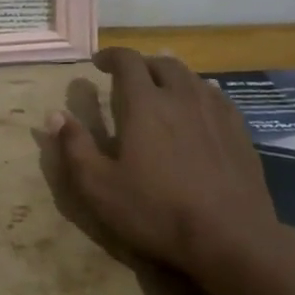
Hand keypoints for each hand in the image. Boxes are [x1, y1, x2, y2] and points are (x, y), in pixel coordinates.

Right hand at [50, 47, 280, 275]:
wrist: (232, 239)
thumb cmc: (158, 211)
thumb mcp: (100, 187)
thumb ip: (75, 147)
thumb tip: (55, 115)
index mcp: (145, 103)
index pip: (127, 60)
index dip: (111, 56)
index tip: (98, 63)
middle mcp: (181, 97)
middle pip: (162, 63)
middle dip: (142, 64)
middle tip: (130, 78)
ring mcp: (215, 112)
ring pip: (192, 77)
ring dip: (172, 76)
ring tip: (162, 89)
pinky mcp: (240, 132)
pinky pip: (217, 97)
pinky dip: (200, 93)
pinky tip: (199, 108)